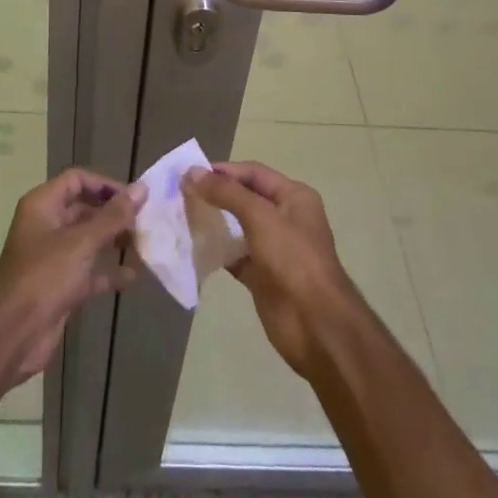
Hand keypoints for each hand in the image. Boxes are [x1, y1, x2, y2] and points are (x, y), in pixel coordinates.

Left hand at [0, 168, 140, 392]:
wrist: (13, 335)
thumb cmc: (45, 276)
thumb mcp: (82, 242)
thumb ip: (113, 216)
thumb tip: (141, 189)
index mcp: (43, 205)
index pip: (77, 180)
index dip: (105, 185)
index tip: (133, 198)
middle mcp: (47, 225)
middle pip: (85, 209)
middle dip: (114, 215)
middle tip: (144, 223)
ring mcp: (53, 257)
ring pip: (89, 240)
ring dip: (114, 242)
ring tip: (143, 246)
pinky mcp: (60, 285)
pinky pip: (89, 271)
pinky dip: (108, 272)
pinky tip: (132, 278)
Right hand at [187, 161, 359, 377]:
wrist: (316, 326)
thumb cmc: (293, 260)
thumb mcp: (261, 218)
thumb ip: (227, 194)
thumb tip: (192, 172)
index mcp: (294, 197)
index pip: (253, 173)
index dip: (223, 171)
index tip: (190, 173)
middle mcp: (285, 218)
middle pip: (245, 198)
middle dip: (215, 194)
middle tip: (181, 194)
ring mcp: (274, 249)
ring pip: (238, 227)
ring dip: (214, 221)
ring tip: (182, 217)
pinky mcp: (262, 276)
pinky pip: (235, 256)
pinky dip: (217, 251)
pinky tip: (194, 247)